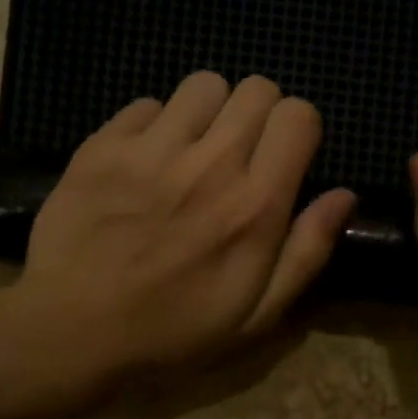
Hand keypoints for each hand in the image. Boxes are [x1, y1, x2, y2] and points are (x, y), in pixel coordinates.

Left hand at [9, 72, 355, 396]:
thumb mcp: (257, 316)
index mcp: (255, 205)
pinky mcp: (103, 146)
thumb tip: (344, 195)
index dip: (298, 131)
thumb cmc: (173, 333)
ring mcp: (152, 150)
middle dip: (259, 115)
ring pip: (203, 85)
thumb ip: (307, 252)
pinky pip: (145, 103)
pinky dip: (154, 126)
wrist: (73, 332)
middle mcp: (210, 164)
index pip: (299, 116)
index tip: (284, 159)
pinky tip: (144, 163)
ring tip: (192, 151)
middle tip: (240, 155)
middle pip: (256, 89)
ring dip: (209, 113)